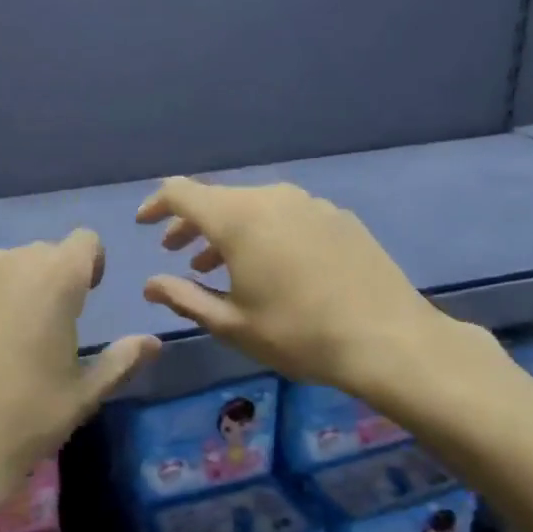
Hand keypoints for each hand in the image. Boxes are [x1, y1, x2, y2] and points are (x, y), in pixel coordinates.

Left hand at [0, 230, 159, 531]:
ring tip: (3, 341)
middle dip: (50, 279)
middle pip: (40, 253)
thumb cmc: (27, 421)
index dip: (90, 266)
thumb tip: (152, 342)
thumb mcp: (84, 394)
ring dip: (11, 289)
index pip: (83, 241)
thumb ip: (122, 359)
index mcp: (54, 279)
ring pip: (0, 268)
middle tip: (45, 328)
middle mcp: (7, 263)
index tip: (84, 298)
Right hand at [137, 178, 496, 414]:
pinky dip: (264, 232)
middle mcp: (271, 198)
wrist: (389, 339)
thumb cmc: (298, 334)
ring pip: (253, 205)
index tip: (144, 226)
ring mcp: (309, 203)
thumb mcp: (231, 324)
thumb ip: (184, 298)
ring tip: (218, 264)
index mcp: (237, 219)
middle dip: (191, 223)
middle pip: (217, 198)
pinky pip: (286, 214)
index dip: (156, 206)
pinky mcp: (337, 216)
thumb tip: (150, 284)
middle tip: (177, 253)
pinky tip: (272, 266)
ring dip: (227, 230)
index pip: (181, 192)